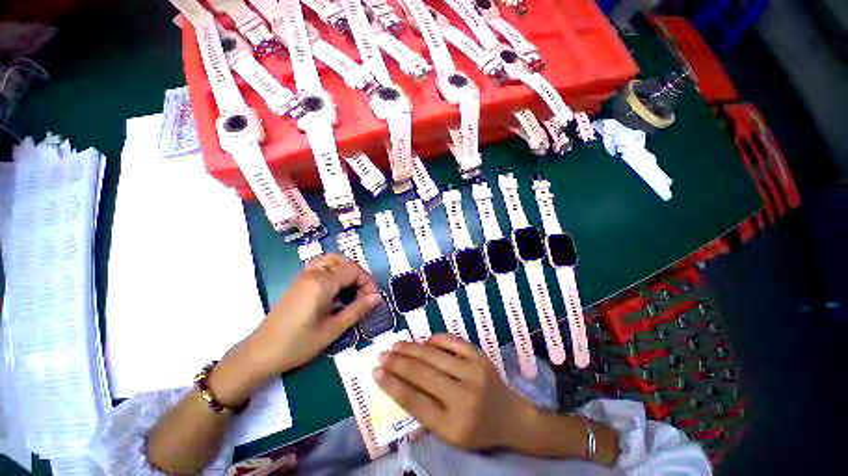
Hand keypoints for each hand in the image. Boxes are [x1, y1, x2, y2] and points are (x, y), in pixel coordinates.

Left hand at [248, 253, 382, 374]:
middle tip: (364, 293)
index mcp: (322, 283)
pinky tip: (337, 286)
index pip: (353, 271)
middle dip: (359, 275)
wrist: (261, 353)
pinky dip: (334, 268)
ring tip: (353, 286)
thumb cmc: (298, 344)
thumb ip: (357, 310)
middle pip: (344, 262)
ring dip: (346, 268)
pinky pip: (321, 264)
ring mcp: (303, 275)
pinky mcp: (298, 281)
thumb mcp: (333, 329)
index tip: (373, 299)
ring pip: (331, 259)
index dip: (368, 282)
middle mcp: (313, 273)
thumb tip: (377, 297)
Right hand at [374, 334, 536, 450]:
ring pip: (434, 356)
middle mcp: (464, 398)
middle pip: (422, 375)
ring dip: (411, 348)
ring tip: (396, 345)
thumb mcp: (449, 433)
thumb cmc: (477, 429)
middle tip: (382, 355)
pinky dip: (435, 340)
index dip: (392, 385)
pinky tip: (424, 341)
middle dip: (397, 363)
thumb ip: (424, 411)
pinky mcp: (480, 356)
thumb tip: (398, 383)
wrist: (511, 417)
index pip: (414, 402)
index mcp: (453, 426)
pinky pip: (452, 342)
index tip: (376, 372)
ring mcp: (474, 373)